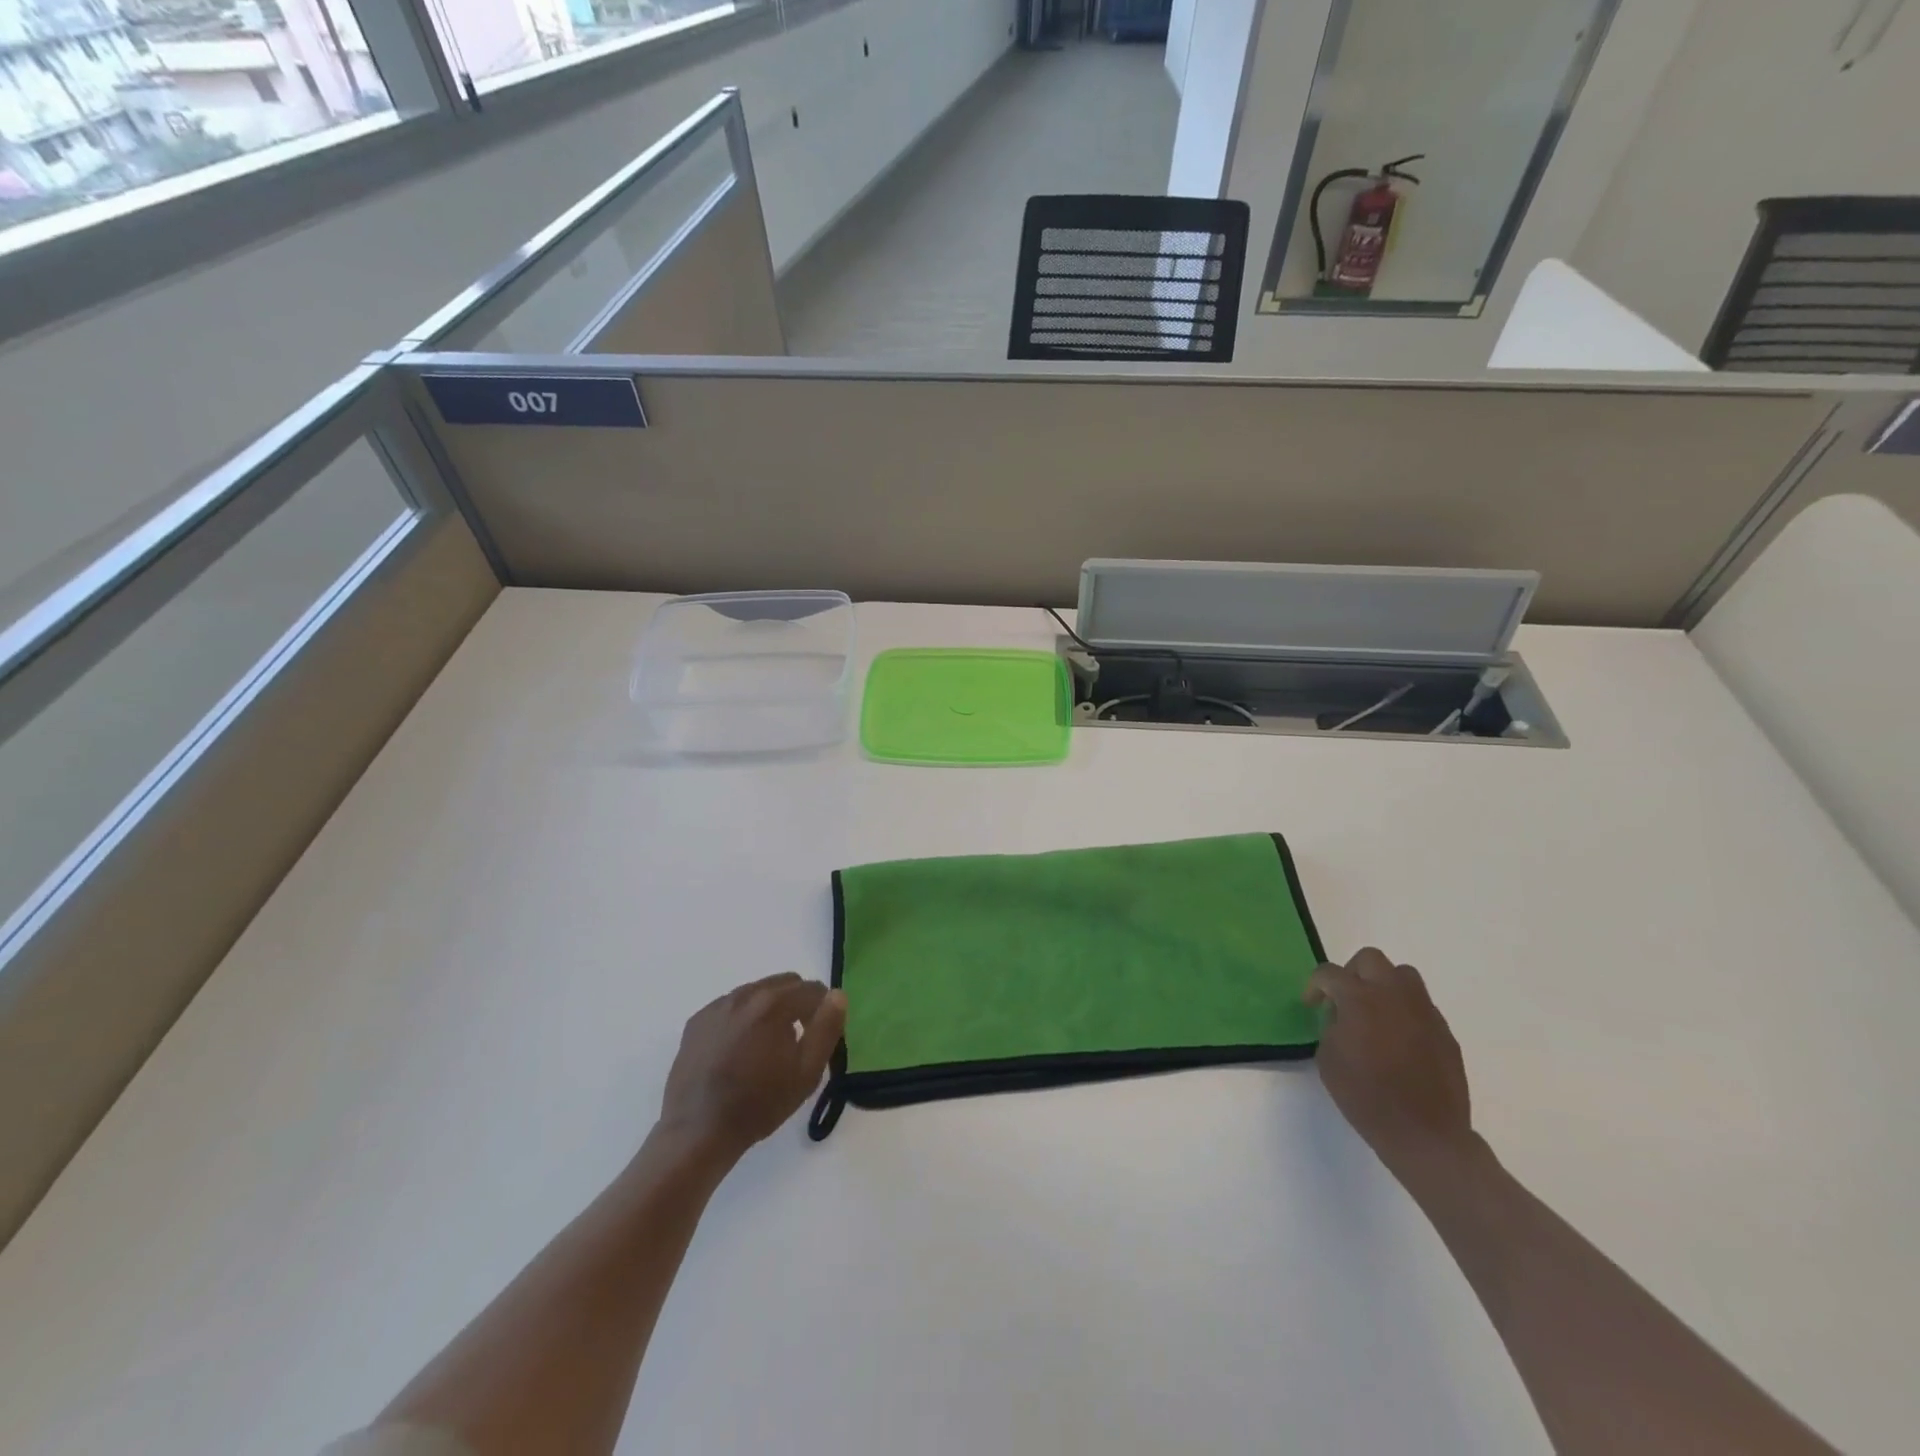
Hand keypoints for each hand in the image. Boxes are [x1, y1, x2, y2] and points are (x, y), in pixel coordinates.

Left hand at [660, 973, 846, 1157]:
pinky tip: (737, 1050)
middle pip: (784, 983)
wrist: (697, 1132)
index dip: (822, 1010)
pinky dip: (742, 1018)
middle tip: (795, 1041)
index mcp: (774, 1003)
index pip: (812, 989)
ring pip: (756, 992)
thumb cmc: (759, 1104)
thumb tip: (837, 995)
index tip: (818, 1037)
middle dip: (797, 1003)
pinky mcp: (697, 1021)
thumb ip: (827, 1028)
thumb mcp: (806, 1072)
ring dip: (769, 1009)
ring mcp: (717, 1006)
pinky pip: (730, 1006)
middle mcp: (745, 994)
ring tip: (765, 1047)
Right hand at [1305, 948, 1475, 1182]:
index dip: (1314, 985)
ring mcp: (1424, 1011)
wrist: (1425, 1134)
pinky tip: (1398, 1040)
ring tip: (1375, 1013)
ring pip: (1403, 975)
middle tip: (1344, 1000)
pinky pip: (1421, 1006)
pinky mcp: (1444, 1032)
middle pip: (1370, 959)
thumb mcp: (1328, 1058)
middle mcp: (1394, 995)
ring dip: (1383, 985)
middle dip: (1352, 973)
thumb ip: (1331, 1026)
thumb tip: (1342, 1017)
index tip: (1311, 1004)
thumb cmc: (1366, 1097)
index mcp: (1360, 999)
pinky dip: (1405, 1012)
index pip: (1329, 973)